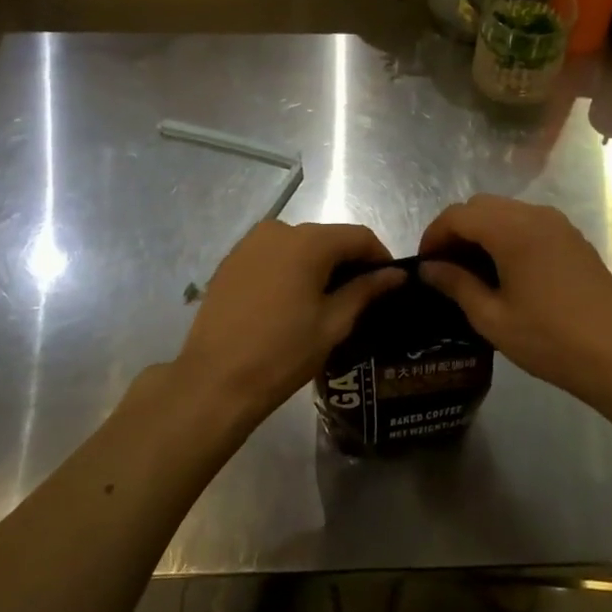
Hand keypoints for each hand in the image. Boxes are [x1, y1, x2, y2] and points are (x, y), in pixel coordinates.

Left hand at [175, 221, 403, 431]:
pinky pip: (272, 256)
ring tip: (325, 301)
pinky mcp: (231, 261)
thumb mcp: (333, 323)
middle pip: (327, 238)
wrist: (214, 380)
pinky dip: (289, 269)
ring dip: (318, 265)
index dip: (380, 256)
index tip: (389, 283)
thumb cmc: (283, 353)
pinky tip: (290, 301)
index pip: (358, 236)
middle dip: (348, 261)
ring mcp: (250, 244)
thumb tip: (396, 274)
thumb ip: (366, 290)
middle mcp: (278, 230)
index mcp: (308, 242)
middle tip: (360, 296)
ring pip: (298, 245)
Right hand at [419, 195, 611, 403]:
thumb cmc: (549, 339)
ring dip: (482, 231)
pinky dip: (507, 235)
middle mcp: (535, 215)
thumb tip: (429, 268)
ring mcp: (558, 224)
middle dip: (456, 230)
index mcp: (512, 230)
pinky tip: (506, 271)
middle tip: (445, 268)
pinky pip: (529, 222)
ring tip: (472, 271)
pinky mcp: (573, 238)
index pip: (458, 215)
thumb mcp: (492, 318)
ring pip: (506, 211)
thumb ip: (456, 285)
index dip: (434, 235)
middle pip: (481, 206)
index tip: (424, 265)